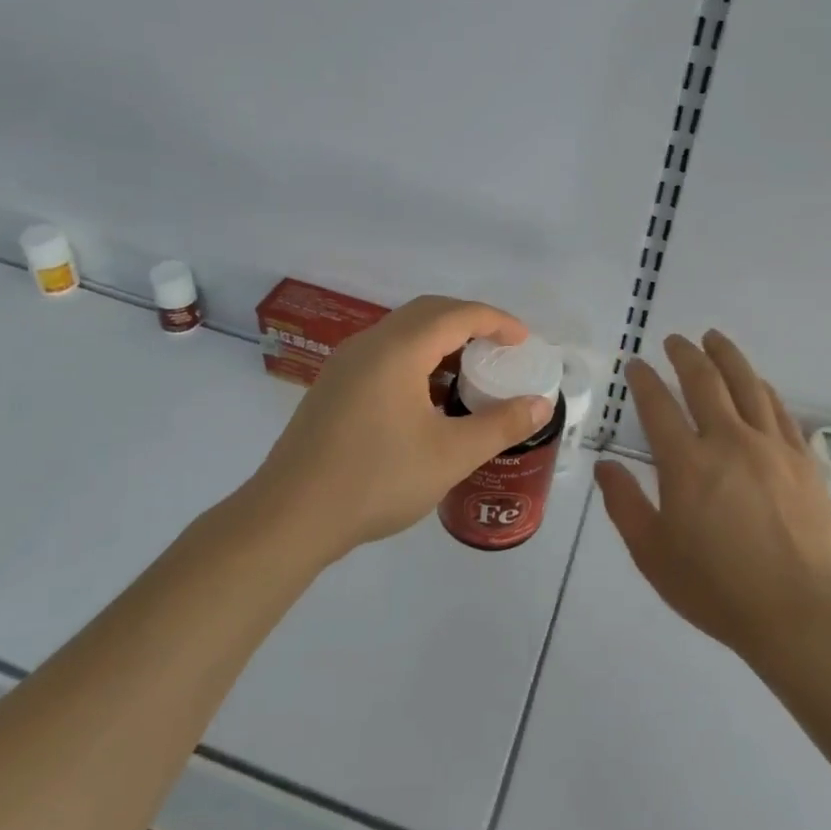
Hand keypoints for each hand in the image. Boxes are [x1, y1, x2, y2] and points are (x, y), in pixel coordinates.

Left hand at [250, 296, 554, 560]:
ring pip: (403, 332)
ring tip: (470, 372)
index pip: (457, 314)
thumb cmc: (377, 480)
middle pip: (428, 312)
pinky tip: (428, 397)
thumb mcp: (450, 455)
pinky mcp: (333, 386)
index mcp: (397, 349)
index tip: (525, 341)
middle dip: (470, 323)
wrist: (290, 517)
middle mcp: (368, 344)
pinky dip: (417, 358)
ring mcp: (345, 364)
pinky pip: (384, 353)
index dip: (497, 321)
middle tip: (502, 349)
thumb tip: (540, 405)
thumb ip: (500, 425)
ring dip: (441, 340)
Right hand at [594, 331, 830, 664]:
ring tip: (714, 339)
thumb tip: (605, 465)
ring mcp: (770, 446)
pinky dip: (761, 388)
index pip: (658, 405)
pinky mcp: (801, 459)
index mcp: (686, 464)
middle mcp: (728, 441)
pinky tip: (756, 382)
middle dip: (685, 354)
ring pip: (747, 384)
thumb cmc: (717, 588)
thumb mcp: (653, 554)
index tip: (635, 365)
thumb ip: (624, 504)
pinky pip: (779, 409)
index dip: (643, 380)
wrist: (800, 612)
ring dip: (726, 356)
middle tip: (674, 340)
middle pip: (704, 381)